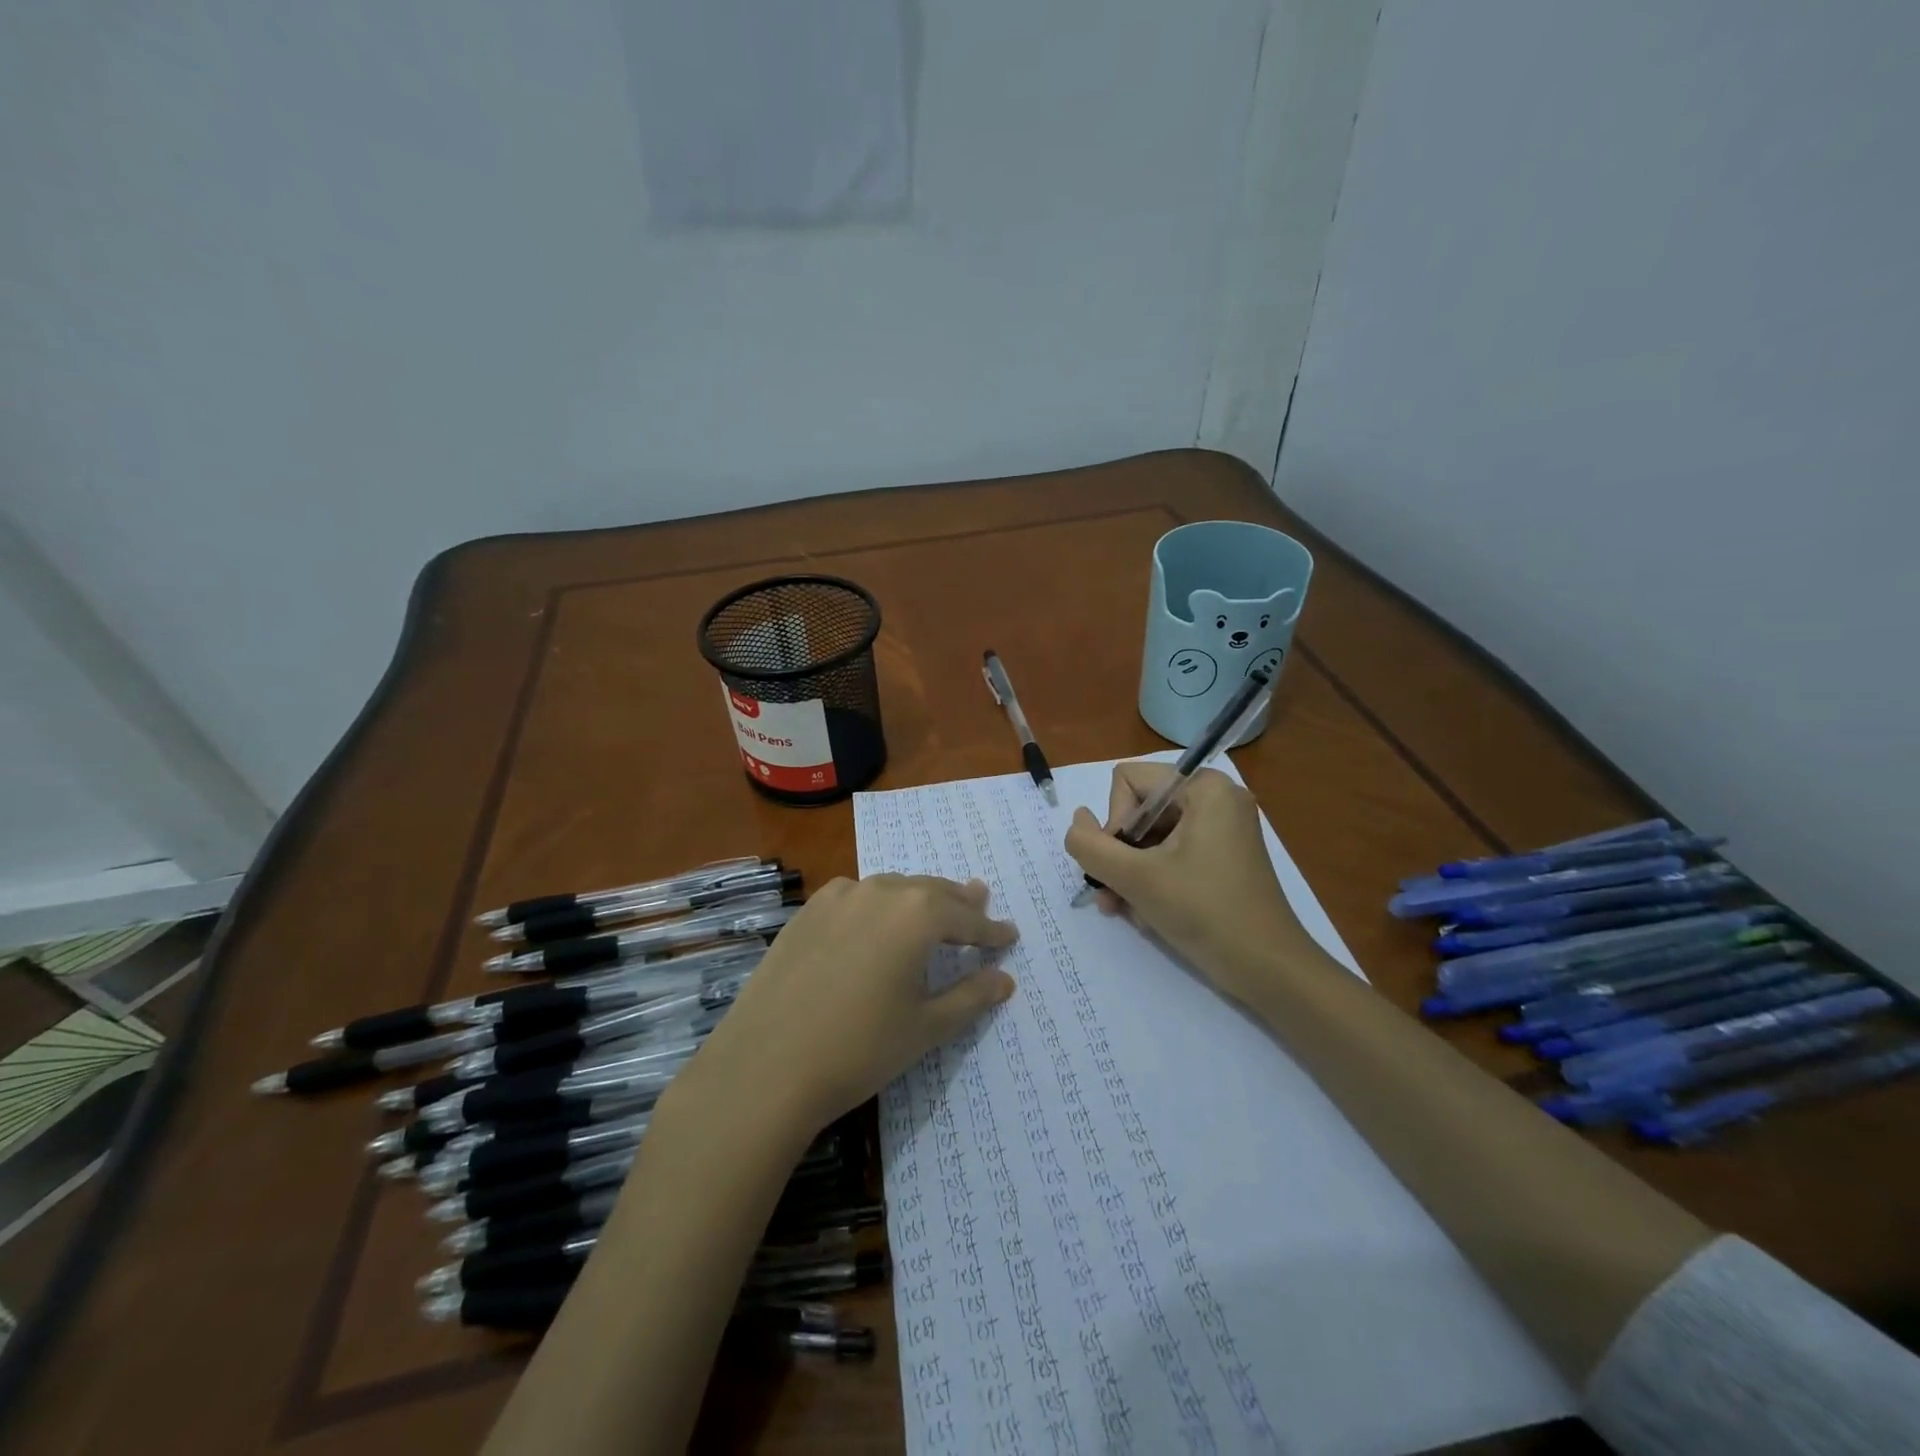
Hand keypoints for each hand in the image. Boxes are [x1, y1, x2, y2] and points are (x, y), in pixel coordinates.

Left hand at [685, 875, 1017, 1135]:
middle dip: (958, 902)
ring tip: (933, 906)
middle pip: (930, 891)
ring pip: (892, 889)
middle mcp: (880, 891)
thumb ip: (970, 996)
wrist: (765, 1066)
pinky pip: (856, 898)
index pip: (967, 919)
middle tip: (979, 900)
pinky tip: (876, 922)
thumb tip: (1004, 979)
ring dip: (917, 898)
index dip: (991, 931)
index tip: (1010, 935)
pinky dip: (878, 904)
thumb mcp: (925, 1027)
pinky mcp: (807, 912)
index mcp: (917, 914)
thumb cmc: (859, 1049)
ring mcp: (838, 897)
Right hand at [1063, 763, 1318, 1003]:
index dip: (1114, 820)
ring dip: (1129, 873)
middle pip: (1139, 809)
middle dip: (1120, 854)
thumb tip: (1076, 821)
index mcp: (1204, 787)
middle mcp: (1215, 799)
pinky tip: (1145, 914)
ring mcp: (1221, 829)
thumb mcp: (1136, 878)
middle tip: (1111, 895)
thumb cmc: (1206, 913)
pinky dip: (1152, 880)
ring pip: (1151, 837)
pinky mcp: (1222, 857)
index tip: (1123, 862)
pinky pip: (1171, 855)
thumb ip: (1091, 845)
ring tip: (1121, 910)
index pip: (1129, 781)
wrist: (1270, 970)